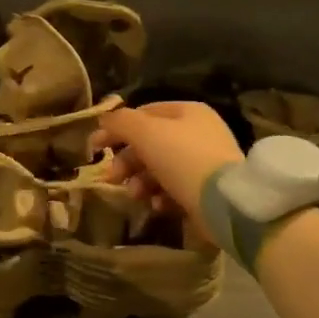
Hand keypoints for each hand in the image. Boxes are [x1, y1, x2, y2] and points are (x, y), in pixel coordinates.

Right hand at [88, 102, 243, 233]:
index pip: (144, 113)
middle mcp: (198, 133)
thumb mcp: (145, 133)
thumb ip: (120, 122)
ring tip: (135, 195)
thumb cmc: (182, 159)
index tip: (95, 148)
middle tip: (112, 177)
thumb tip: (104, 120)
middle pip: (150, 143)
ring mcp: (204, 162)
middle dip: (127, 161)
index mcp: (187, 112)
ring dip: (140, 181)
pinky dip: (161, 196)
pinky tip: (157, 205)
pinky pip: (174, 189)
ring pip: (159, 168)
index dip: (116, 129)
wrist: (224, 202)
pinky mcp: (206, 190)